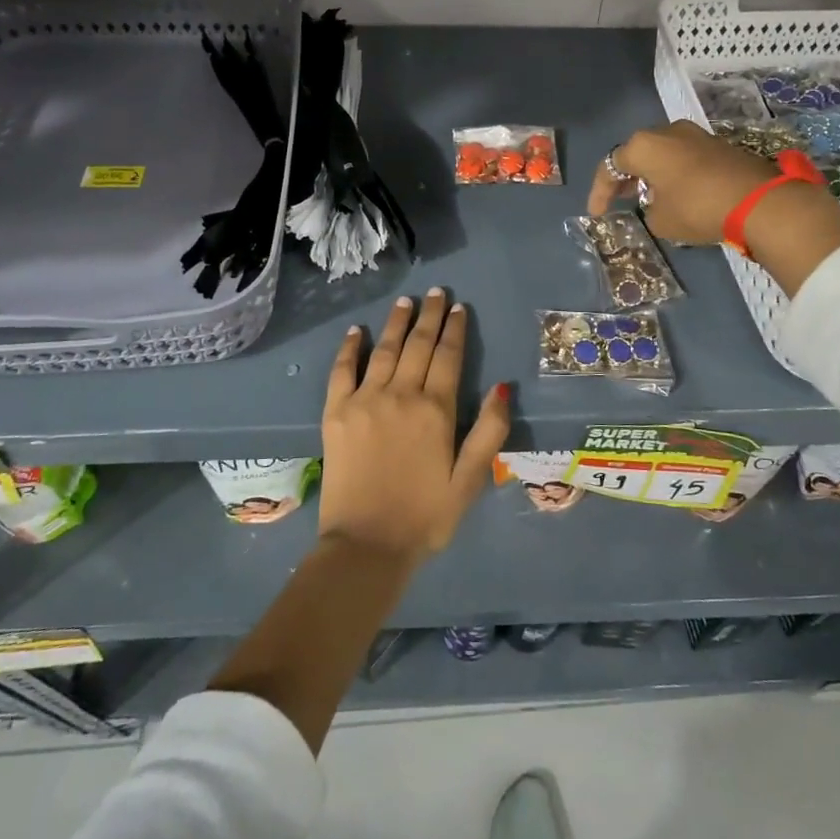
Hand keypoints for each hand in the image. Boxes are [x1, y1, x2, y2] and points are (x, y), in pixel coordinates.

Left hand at [319, 288, 511, 563]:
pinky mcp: (335, 413)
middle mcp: (401, 395)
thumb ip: (489, 432)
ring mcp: (364, 401)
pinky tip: (356, 332)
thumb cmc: (425, 516)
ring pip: (384, 350)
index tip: (459, 307)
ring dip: (396, 323)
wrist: (366, 545)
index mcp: (435, 410)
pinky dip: (349, 348)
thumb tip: (503, 387)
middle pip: (418, 345)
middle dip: (430, 316)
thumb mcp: (470, 480)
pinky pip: (342, 371)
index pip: (448, 357)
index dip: (455, 330)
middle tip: (436, 293)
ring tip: (406, 301)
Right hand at [587, 120, 777, 243]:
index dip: (600, 192)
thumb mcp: (660, 221)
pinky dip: (675, 173)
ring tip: (649, 198)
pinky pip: (684, 157)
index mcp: (644, 146)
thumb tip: (657, 204)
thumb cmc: (696, 208)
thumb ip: (648, 210)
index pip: (610, 166)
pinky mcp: (718, 144)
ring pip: (662, 153)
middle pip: (637, 153)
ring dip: (653, 174)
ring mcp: (695, 134)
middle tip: (621, 200)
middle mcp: (666, 131)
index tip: (598, 214)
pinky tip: (677, 193)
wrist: (758, 201)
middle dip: (627, 178)